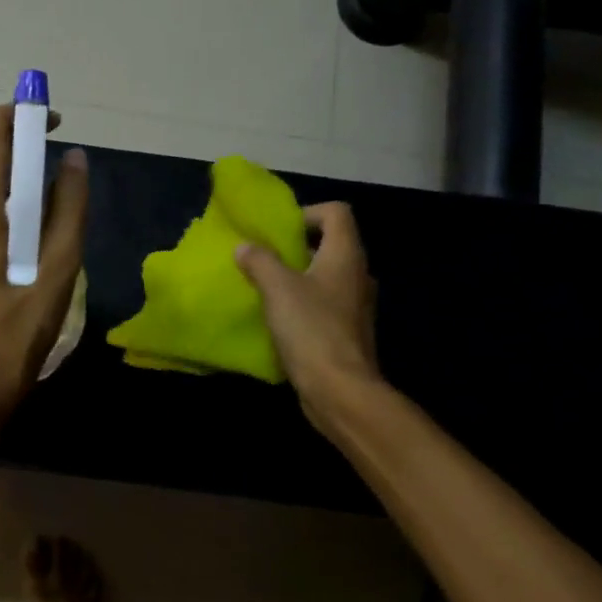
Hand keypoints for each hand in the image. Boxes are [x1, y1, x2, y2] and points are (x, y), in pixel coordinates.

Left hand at [0, 106, 89, 426]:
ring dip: (2, 167)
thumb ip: (71, 205)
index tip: (56, 124)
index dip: (24, 115)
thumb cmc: (20, 327)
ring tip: (41, 191)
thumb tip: (75, 158)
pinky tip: (15, 218)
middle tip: (54, 160)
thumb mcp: (61, 266)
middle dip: (15, 141)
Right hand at [235, 202, 386, 435]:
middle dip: (295, 246)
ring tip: (265, 287)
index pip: (336, 212)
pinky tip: (278, 318)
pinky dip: (302, 303)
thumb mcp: (277, 288)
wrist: (339, 389)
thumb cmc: (310, 329)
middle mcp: (357, 275)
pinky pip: (323, 304)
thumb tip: (245, 247)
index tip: (278, 230)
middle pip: (330, 244)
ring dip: (296, 277)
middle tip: (263, 257)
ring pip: (325, 276)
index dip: (307, 212)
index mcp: (345, 256)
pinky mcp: (346, 331)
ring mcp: (355, 305)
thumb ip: (259, 261)